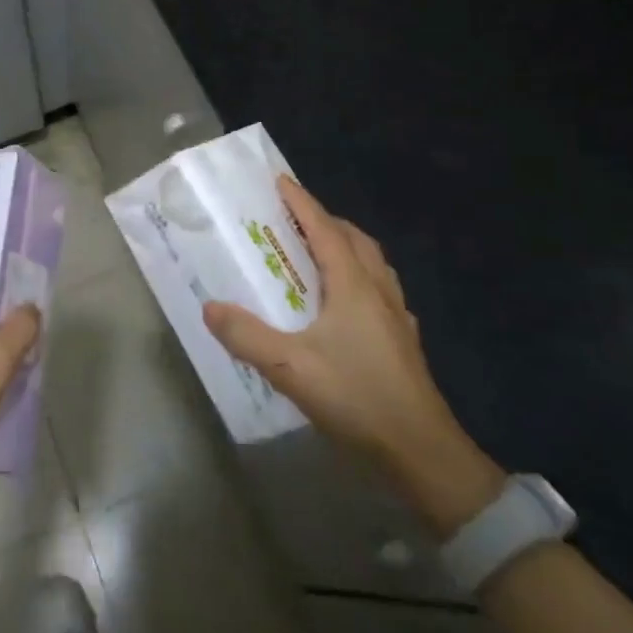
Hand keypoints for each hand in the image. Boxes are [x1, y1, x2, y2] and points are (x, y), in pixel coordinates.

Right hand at [201, 177, 502, 534]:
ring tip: (316, 253)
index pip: (324, 229)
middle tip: (293, 219)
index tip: (279, 181)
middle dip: (324, 220)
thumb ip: (246, 336)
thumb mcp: (290, 367)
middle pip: (354, 239)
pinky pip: (379, 288)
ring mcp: (395, 315)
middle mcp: (378, 290)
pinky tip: (344, 302)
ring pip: (372, 263)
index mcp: (353, 285)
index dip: (301, 203)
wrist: (422, 451)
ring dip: (345, 246)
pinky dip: (358, 276)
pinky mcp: (402, 340)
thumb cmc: (357, 397)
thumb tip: (210, 307)